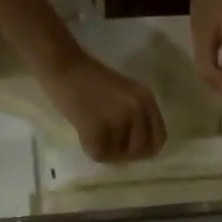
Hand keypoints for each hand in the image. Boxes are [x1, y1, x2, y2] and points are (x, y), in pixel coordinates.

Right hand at [37, 48, 166, 163]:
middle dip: (125, 154)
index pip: (159, 139)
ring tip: (93, 132)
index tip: (130, 148)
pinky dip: (89, 148)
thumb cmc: (90, 78)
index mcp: (147, 100)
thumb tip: (139, 151)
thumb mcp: (126, 94)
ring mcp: (119, 120)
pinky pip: (100, 154)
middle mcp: (138, 110)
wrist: (62, 65)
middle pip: (141, 152)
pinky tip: (83, 133)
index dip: (145, 149)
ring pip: (119, 156)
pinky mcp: (98, 128)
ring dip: (105, 150)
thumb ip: (138, 117)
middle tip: (108, 144)